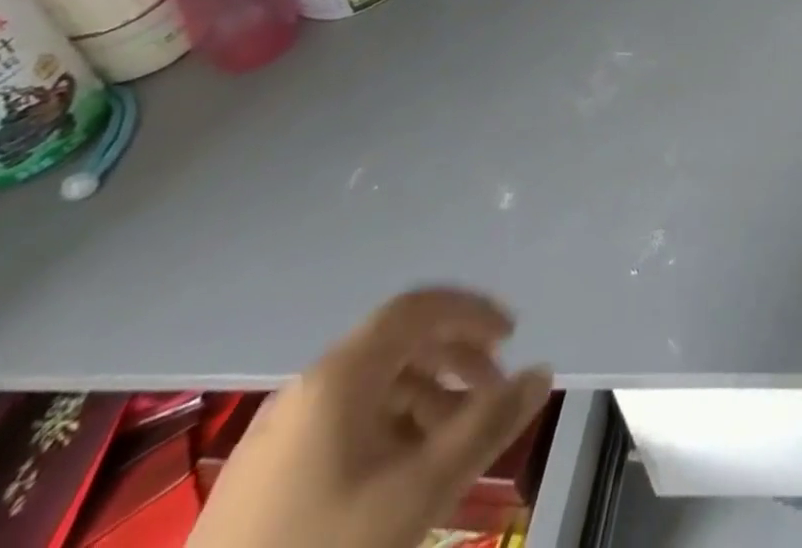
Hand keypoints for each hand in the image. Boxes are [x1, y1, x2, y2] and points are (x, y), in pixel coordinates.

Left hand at [189, 289, 551, 547]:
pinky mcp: (260, 479)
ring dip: (425, 397)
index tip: (511, 337)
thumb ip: (487, 426)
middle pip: (396, 344)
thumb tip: (541, 373)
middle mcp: (305, 389)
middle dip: (454, 357)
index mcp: (339, 378)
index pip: (417, 308)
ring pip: (370, 388)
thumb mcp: (419, 494)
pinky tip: (402, 475)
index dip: (471, 311)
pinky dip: (388, 428)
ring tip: (454, 441)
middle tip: (493, 391)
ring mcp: (276, 436)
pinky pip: (341, 425)